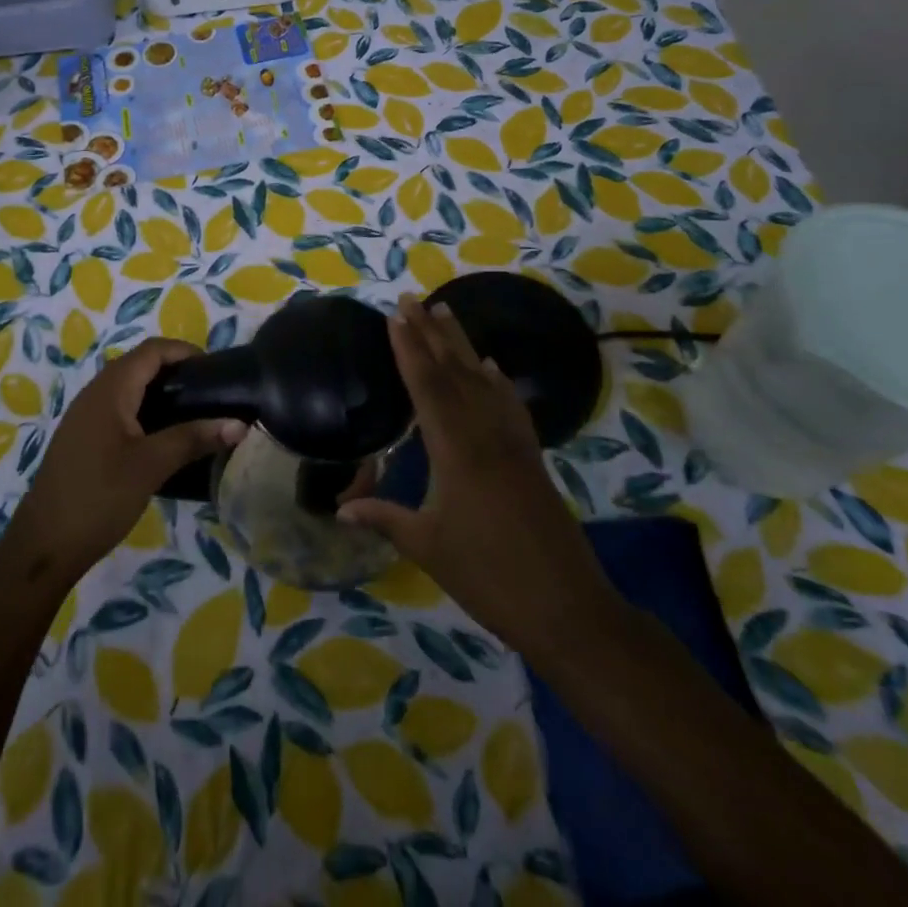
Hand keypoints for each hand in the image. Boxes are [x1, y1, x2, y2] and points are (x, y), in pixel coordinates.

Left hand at [8, 338, 245, 581]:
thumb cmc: (99, 496)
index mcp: (110, 389)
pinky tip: (164, 437)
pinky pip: (120, 408)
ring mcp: (86, 416)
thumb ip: (194, 438)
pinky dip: (146, 410)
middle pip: (141, 364)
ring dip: (161, 391)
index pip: (152, 350)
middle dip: (176, 371)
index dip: (185, 351)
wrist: (44, 546)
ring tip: (195, 413)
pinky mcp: (84, 438)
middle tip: (211, 393)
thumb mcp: (151, 466)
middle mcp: (96, 393)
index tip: (216, 370)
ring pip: (130, 388)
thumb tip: (239, 424)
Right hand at [338, 296, 621, 654]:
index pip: (427, 387)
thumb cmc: (489, 577)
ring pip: (483, 380)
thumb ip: (385, 518)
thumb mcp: (428, 548)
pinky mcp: (531, 457)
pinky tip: (491, 367)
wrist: (567, 607)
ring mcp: (513, 443)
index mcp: (456, 451)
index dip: (409, 350)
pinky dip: (497, 381)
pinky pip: (510, 405)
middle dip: (430, 334)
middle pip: (454, 372)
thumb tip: (340, 509)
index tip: (395, 317)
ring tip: (445, 312)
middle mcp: (485, 434)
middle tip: (411, 299)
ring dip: (462, 344)